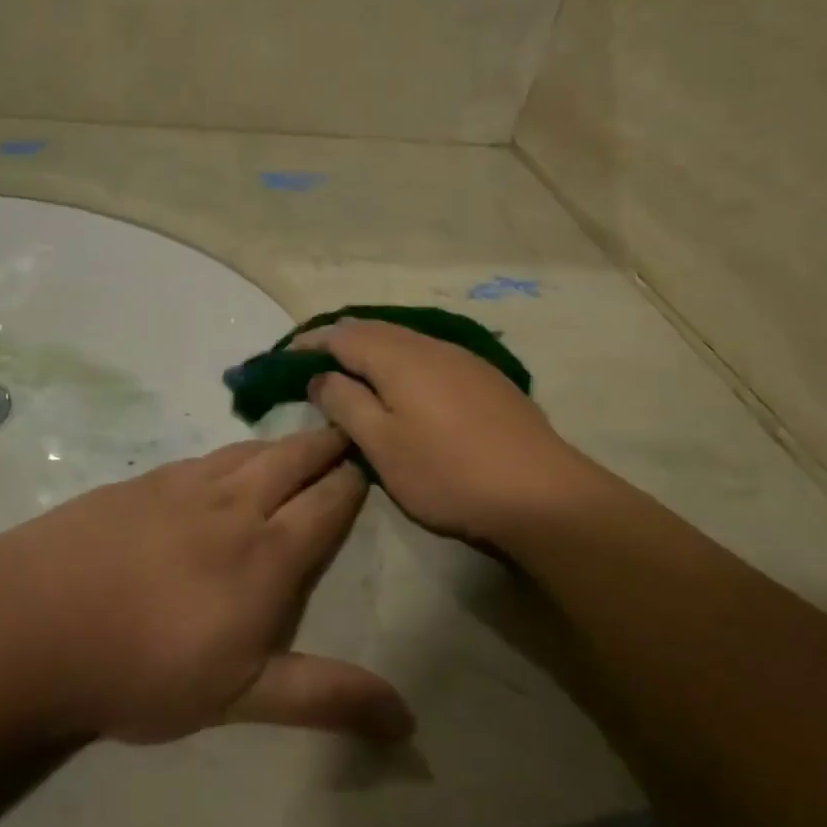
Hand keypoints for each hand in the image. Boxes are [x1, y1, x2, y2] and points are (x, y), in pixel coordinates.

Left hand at [0, 428, 413, 745]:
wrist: (37, 623)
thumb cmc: (146, 669)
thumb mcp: (242, 697)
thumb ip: (325, 697)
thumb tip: (408, 719)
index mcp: (268, 553)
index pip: (326, 503)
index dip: (351, 483)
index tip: (369, 467)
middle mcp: (235, 505)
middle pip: (293, 459)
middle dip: (325, 445)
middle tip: (344, 432)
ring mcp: (186, 486)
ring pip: (250, 451)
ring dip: (282, 443)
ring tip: (298, 439)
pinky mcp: (145, 482)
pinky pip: (206, 457)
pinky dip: (234, 452)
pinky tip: (226, 460)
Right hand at [297, 320, 597, 546]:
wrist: (541, 494)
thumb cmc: (447, 472)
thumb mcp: (381, 445)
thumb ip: (345, 403)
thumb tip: (321, 377)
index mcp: (399, 357)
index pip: (342, 335)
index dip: (311, 344)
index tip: (285, 358)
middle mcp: (431, 346)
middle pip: (375, 331)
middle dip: (341, 343)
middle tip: (314, 365)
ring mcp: (464, 360)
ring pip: (406, 343)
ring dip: (374, 353)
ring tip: (354, 376)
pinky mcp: (486, 380)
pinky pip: (430, 358)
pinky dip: (404, 365)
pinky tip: (406, 390)